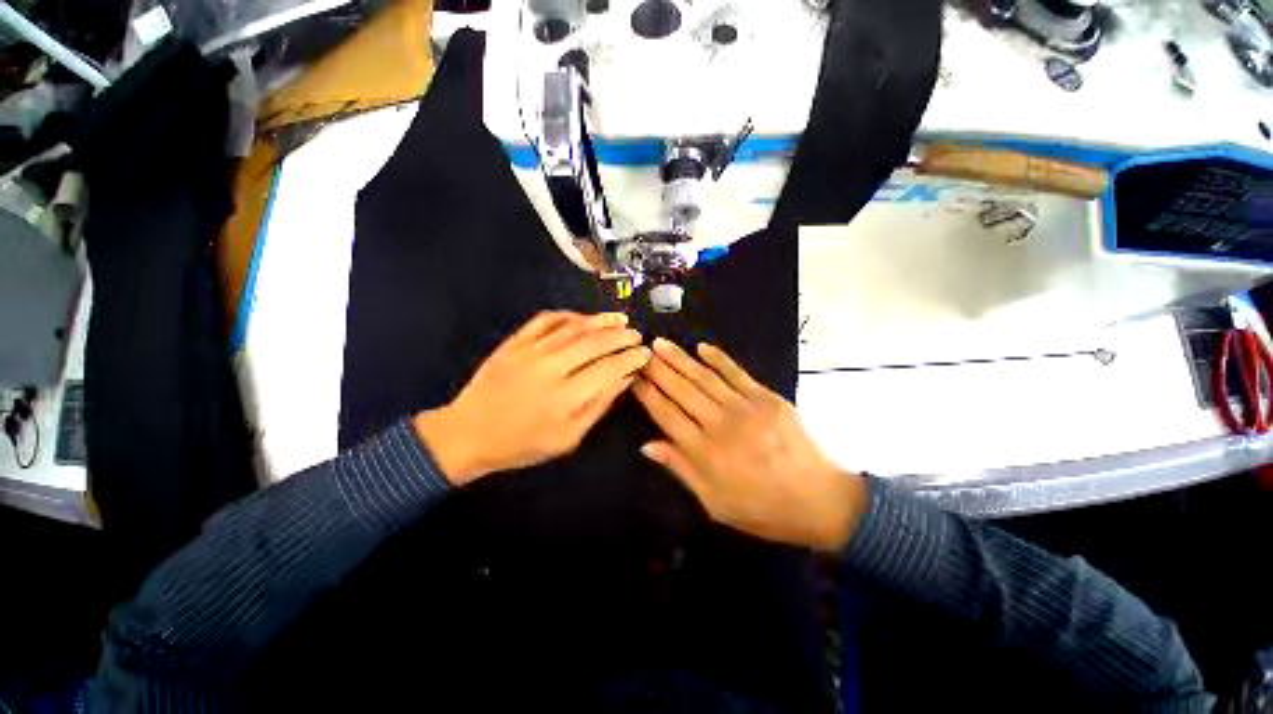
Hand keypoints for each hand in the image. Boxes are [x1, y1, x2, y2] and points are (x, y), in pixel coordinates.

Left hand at [414, 311, 650, 484]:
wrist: (469, 433)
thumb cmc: (522, 444)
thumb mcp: (568, 439)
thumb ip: (598, 406)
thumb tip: (624, 379)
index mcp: (565, 397)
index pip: (608, 369)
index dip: (630, 359)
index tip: (644, 353)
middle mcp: (550, 367)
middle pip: (594, 343)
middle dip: (621, 336)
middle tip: (637, 334)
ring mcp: (530, 350)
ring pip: (573, 327)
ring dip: (600, 321)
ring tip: (619, 319)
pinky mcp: (514, 342)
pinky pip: (546, 319)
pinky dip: (568, 315)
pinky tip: (582, 317)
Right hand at [632, 339, 868, 551]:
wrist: (819, 500)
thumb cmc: (761, 508)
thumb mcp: (714, 503)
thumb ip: (680, 469)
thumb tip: (647, 445)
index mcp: (704, 452)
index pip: (666, 414)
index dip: (647, 394)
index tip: (633, 376)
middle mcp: (720, 424)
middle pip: (681, 390)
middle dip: (658, 369)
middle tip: (641, 351)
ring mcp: (746, 407)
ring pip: (704, 378)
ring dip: (681, 358)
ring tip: (661, 343)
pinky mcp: (767, 398)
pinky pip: (737, 373)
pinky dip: (719, 359)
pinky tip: (702, 347)